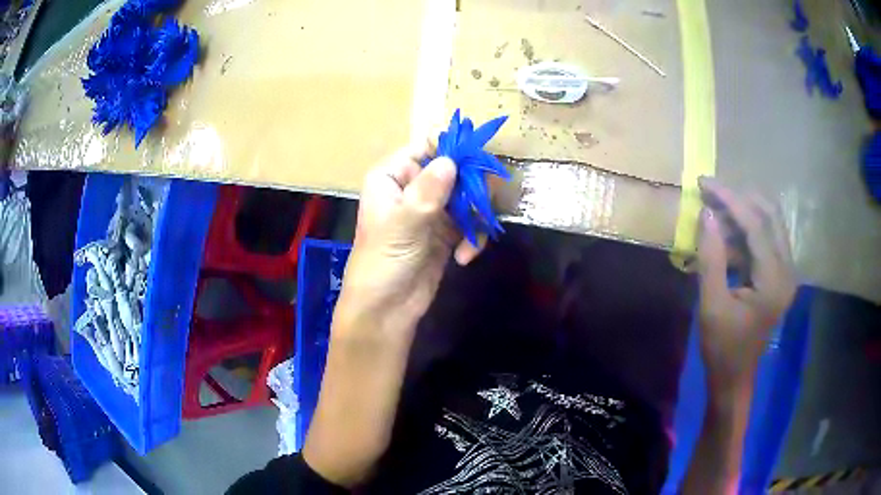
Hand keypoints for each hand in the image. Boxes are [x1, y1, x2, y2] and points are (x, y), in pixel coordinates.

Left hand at [334, 139, 482, 342]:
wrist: (385, 311)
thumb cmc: (383, 263)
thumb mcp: (403, 225)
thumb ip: (428, 191)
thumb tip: (451, 160)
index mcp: (392, 176)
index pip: (425, 147)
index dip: (451, 150)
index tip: (476, 163)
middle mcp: (413, 188)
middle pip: (454, 170)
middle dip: (470, 190)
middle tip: (478, 208)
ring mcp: (431, 211)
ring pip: (467, 196)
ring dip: (474, 218)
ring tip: (470, 241)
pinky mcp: (445, 233)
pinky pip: (469, 222)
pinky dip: (472, 238)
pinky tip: (464, 257)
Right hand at [696, 178, 796, 396]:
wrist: (734, 378)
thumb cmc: (722, 348)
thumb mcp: (711, 305)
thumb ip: (711, 258)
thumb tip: (706, 213)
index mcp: (774, 280)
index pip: (756, 224)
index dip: (730, 199)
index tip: (705, 182)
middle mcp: (787, 270)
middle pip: (770, 215)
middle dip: (740, 199)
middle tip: (710, 192)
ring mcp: (786, 273)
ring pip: (769, 225)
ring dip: (742, 214)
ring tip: (714, 215)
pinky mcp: (779, 277)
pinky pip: (766, 241)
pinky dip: (746, 233)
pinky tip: (725, 239)